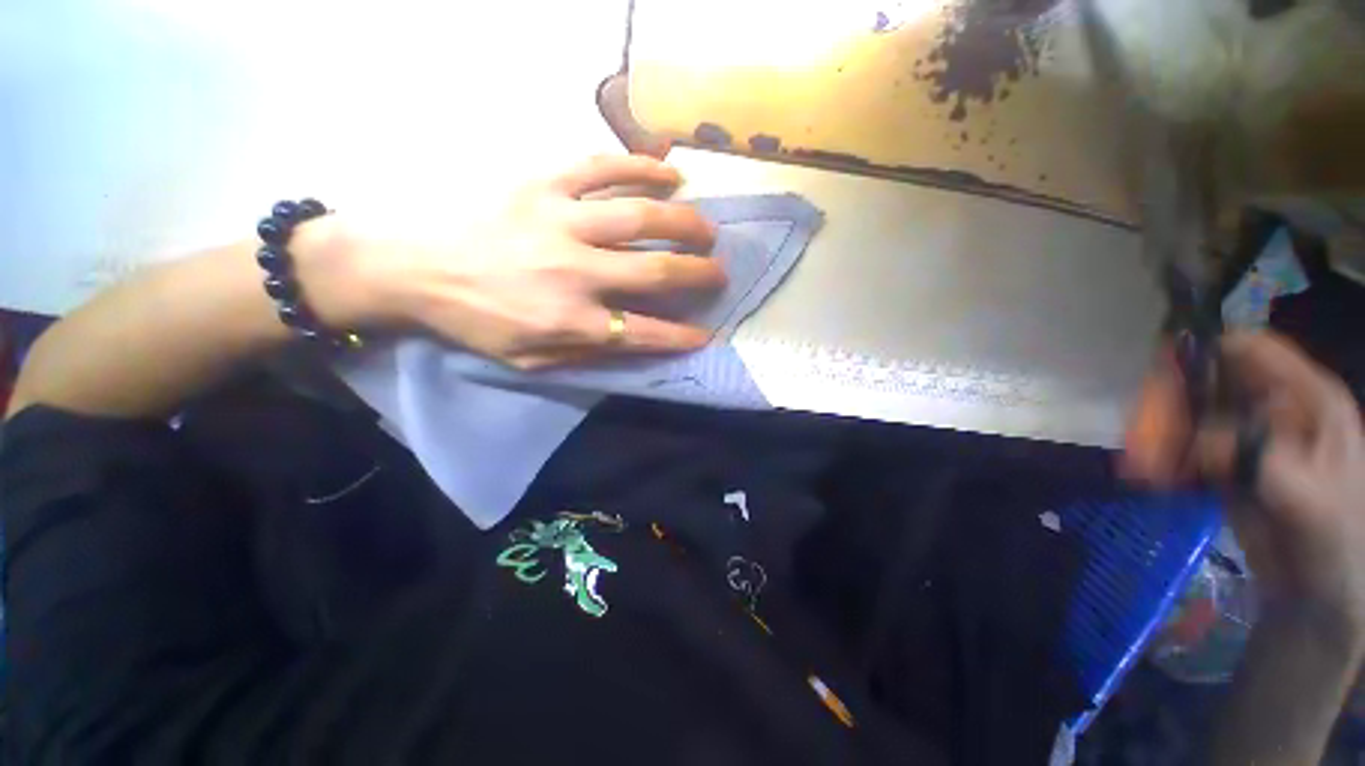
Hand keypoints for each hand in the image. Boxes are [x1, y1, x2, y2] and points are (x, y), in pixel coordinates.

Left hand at [302, 154, 725, 368]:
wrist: (409, 263)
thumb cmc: (473, 319)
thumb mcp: (526, 360)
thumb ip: (583, 355)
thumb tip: (631, 343)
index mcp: (570, 321)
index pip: (645, 333)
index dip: (681, 336)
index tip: (705, 333)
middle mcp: (575, 272)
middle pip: (654, 272)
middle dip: (697, 274)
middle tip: (719, 272)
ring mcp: (561, 221)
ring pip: (640, 217)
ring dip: (683, 223)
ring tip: (706, 228)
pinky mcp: (544, 183)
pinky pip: (603, 167)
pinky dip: (642, 167)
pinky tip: (670, 173)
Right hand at [1123, 332, 1364, 638]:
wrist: (1321, 592)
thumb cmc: (1334, 542)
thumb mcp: (1308, 501)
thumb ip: (1262, 462)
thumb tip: (1202, 444)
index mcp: (1305, 398)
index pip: (1245, 350)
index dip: (1201, 354)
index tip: (1158, 381)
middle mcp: (1271, 406)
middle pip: (1203, 382)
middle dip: (1166, 407)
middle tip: (1142, 445)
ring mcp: (1244, 435)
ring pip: (1183, 414)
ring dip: (1156, 437)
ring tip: (1142, 471)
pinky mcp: (1222, 462)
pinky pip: (1179, 446)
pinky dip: (1159, 458)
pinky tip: (1149, 478)